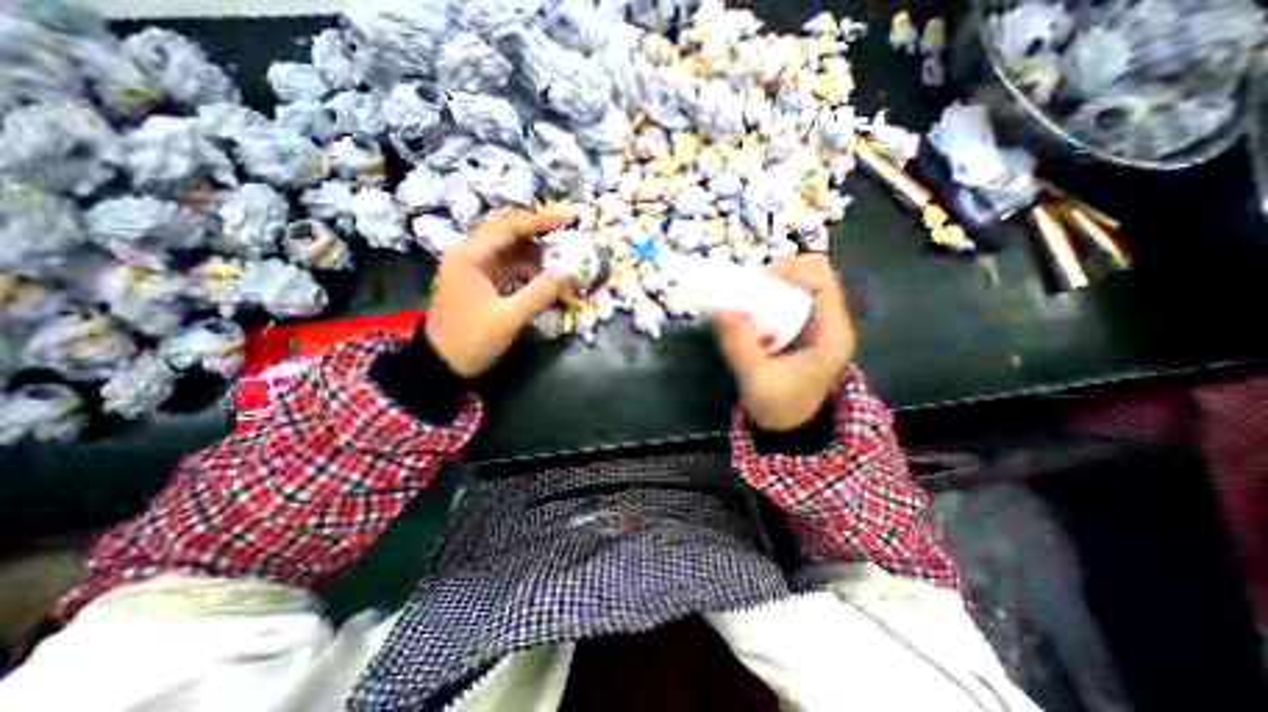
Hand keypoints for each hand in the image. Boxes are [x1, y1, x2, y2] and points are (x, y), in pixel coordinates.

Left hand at [426, 208, 569, 378]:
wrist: (440, 366)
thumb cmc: (471, 340)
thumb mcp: (509, 318)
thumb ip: (541, 293)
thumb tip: (569, 270)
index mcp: (469, 256)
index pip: (507, 227)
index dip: (539, 221)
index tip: (566, 219)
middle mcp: (467, 254)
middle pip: (505, 232)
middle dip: (536, 230)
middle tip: (565, 231)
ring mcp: (471, 268)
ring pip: (506, 248)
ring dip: (532, 249)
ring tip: (559, 252)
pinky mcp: (477, 282)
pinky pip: (504, 265)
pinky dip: (524, 266)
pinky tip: (542, 272)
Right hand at [709, 256, 856, 433]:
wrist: (789, 425)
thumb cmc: (778, 406)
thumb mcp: (755, 378)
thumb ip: (738, 344)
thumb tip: (718, 308)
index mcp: (832, 334)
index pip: (823, 282)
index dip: (792, 271)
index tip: (757, 280)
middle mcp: (831, 322)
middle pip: (812, 275)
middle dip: (778, 275)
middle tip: (748, 289)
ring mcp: (819, 323)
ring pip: (800, 283)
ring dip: (772, 285)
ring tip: (747, 298)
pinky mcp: (804, 327)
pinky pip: (790, 297)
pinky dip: (769, 296)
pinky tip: (752, 310)